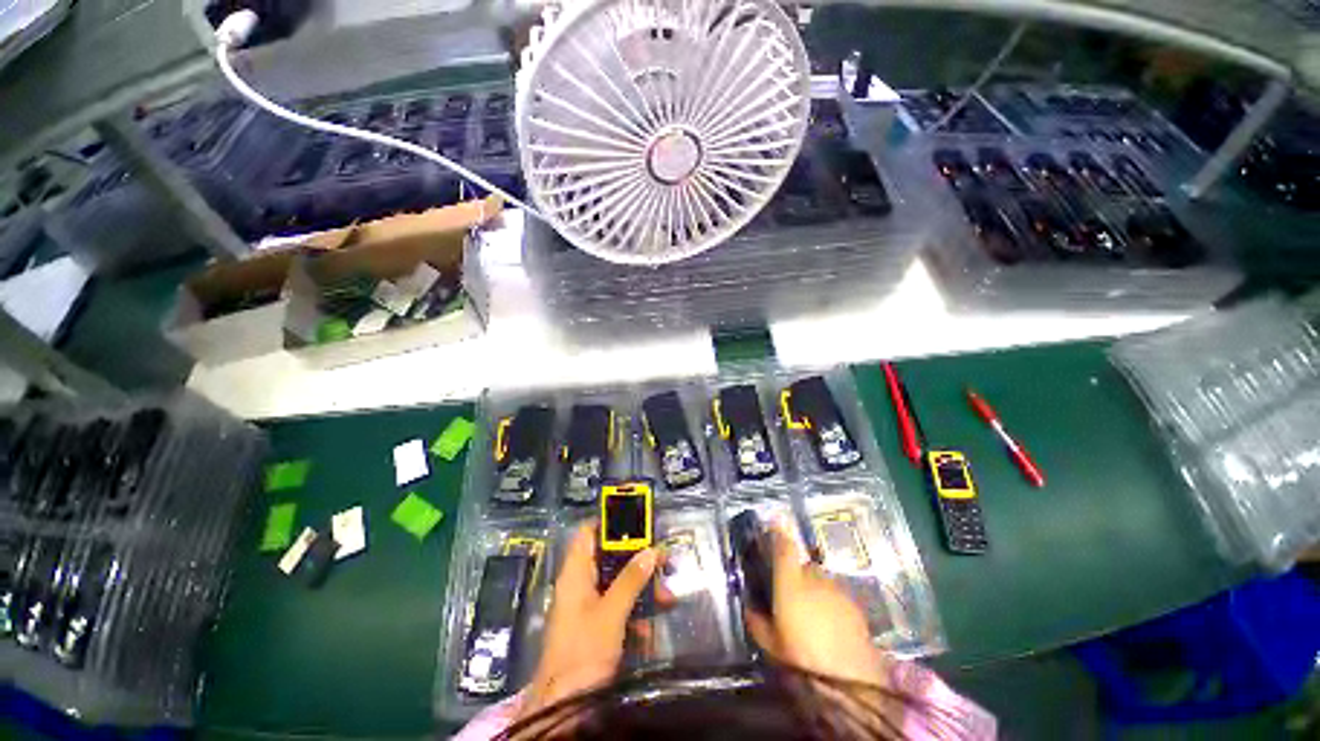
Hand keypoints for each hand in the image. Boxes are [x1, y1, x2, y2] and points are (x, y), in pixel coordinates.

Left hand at [516, 522, 658, 720]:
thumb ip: (631, 580)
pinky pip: (618, 609)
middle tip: (663, 562)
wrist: (561, 709)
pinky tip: (650, 633)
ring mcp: (587, 607)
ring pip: (618, 584)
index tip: (636, 521)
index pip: (587, 532)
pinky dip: (634, 616)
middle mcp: (580, 584)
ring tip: (666, 599)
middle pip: (610, 558)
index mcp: (575, 573)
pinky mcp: (594, 627)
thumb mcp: (611, 613)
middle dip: (638, 561)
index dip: (609, 522)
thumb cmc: (582, 652)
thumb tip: (651, 550)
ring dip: (642, 591)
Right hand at [743, 525, 890, 685]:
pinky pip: (836, 594)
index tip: (773, 524)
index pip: (783, 547)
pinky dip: (830, 601)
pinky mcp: (855, 605)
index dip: (777, 533)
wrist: (852, 680)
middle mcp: (814, 578)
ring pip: (821, 579)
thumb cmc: (803, 659)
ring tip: (811, 612)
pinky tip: (830, 623)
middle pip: (803, 564)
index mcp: (790, 583)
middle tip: (791, 592)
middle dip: (796, 572)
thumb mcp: (771, 645)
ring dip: (814, 588)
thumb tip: (748, 608)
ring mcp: (837, 590)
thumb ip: (757, 622)